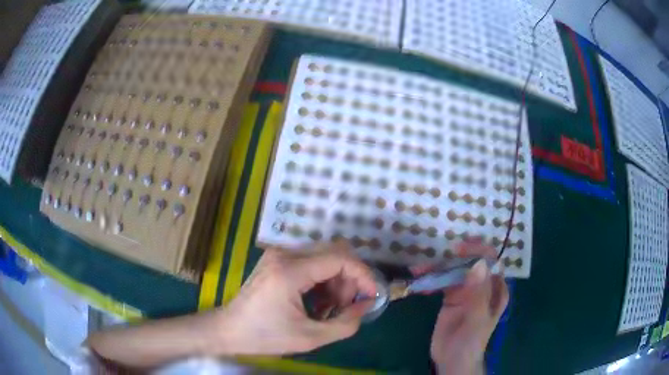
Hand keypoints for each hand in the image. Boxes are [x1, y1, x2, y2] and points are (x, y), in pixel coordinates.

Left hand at [218, 241, 376, 354]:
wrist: (229, 330)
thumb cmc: (265, 336)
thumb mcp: (309, 337)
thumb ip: (345, 323)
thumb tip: (365, 305)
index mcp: (290, 271)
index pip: (340, 258)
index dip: (363, 274)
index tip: (371, 295)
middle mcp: (285, 254)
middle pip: (334, 252)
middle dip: (350, 278)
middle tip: (348, 306)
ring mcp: (279, 255)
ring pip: (324, 256)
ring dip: (337, 280)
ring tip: (332, 308)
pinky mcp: (277, 260)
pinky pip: (311, 262)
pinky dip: (323, 280)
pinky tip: (319, 301)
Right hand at [416, 240, 508, 374]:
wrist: (452, 360)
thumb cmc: (471, 341)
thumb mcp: (477, 318)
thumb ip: (479, 292)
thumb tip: (479, 263)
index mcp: (495, 288)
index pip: (490, 262)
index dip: (477, 251)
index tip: (458, 249)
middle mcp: (483, 285)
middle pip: (470, 263)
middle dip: (452, 258)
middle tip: (433, 258)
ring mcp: (466, 290)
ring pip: (454, 271)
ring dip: (437, 267)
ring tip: (419, 269)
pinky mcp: (451, 297)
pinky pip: (442, 282)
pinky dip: (431, 279)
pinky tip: (420, 280)